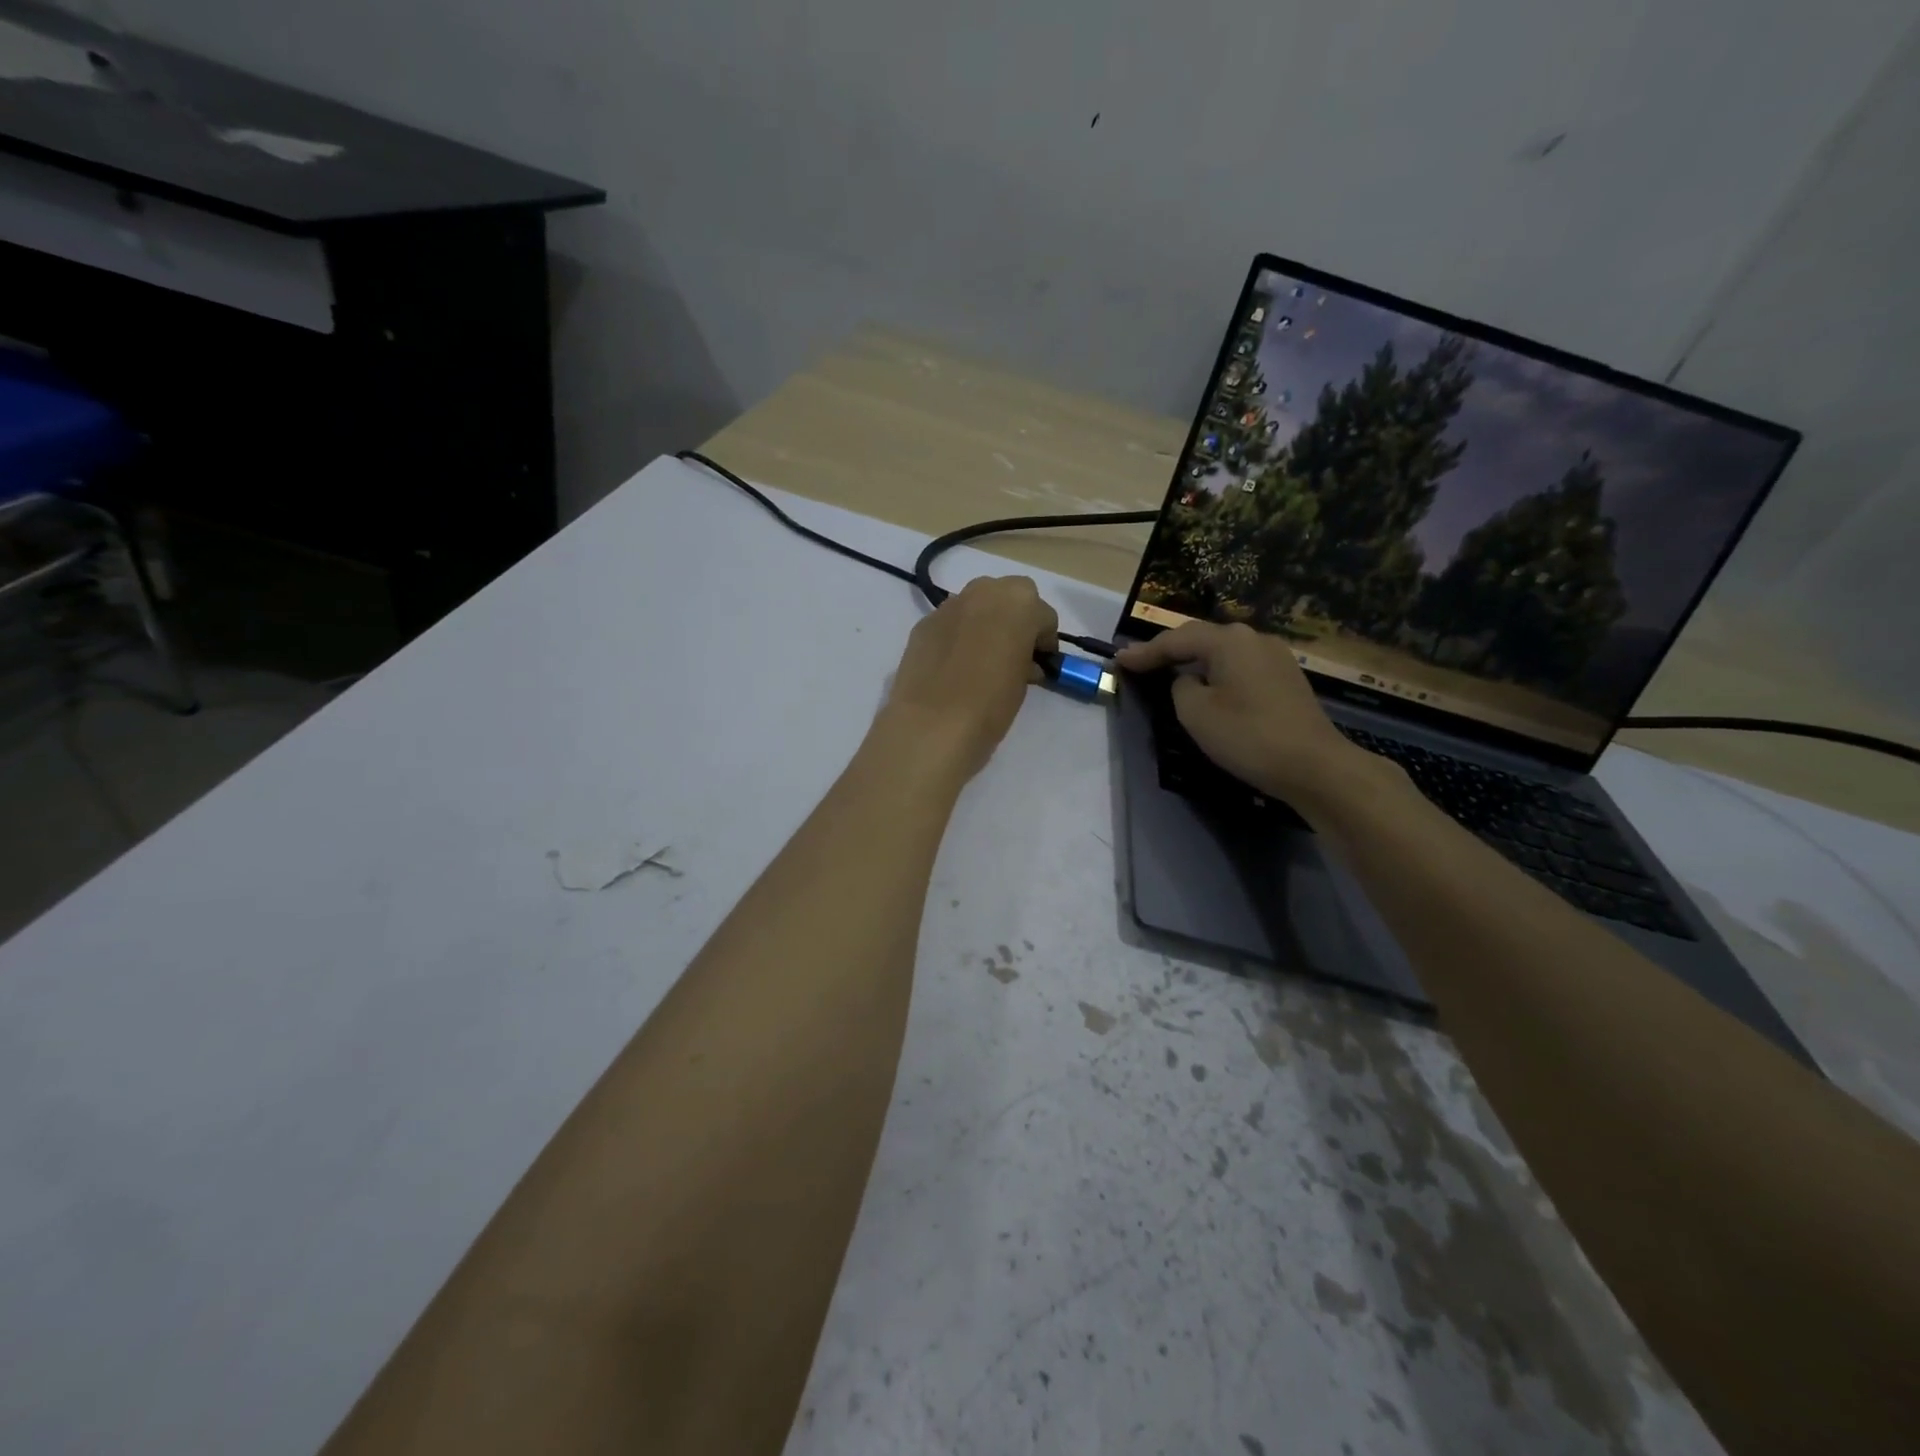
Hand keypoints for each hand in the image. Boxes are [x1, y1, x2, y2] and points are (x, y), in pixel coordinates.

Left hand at [878, 576, 1058, 781]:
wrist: (931, 724)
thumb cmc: (990, 703)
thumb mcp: (1023, 683)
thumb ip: (1026, 660)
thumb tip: (1021, 661)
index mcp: (1019, 602)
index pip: (1044, 616)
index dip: (1044, 641)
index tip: (1039, 664)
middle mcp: (984, 591)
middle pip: (1008, 598)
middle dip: (1014, 621)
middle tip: (1012, 654)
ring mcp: (949, 605)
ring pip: (976, 606)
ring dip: (984, 624)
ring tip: (980, 660)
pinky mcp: (923, 623)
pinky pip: (950, 623)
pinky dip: (957, 636)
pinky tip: (952, 666)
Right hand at [1115, 621, 1369, 803]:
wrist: (1314, 765)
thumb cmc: (1248, 735)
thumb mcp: (1195, 713)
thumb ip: (1181, 687)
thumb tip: (1189, 679)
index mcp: (1229, 640)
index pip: (1176, 640)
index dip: (1145, 652)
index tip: (1118, 660)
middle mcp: (1254, 638)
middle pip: (1202, 638)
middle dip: (1169, 650)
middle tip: (1140, 661)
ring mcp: (1275, 656)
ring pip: (1223, 651)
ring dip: (1194, 660)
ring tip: (1168, 669)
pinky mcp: (1286, 677)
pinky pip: (1240, 665)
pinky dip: (1217, 671)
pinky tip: (1207, 683)